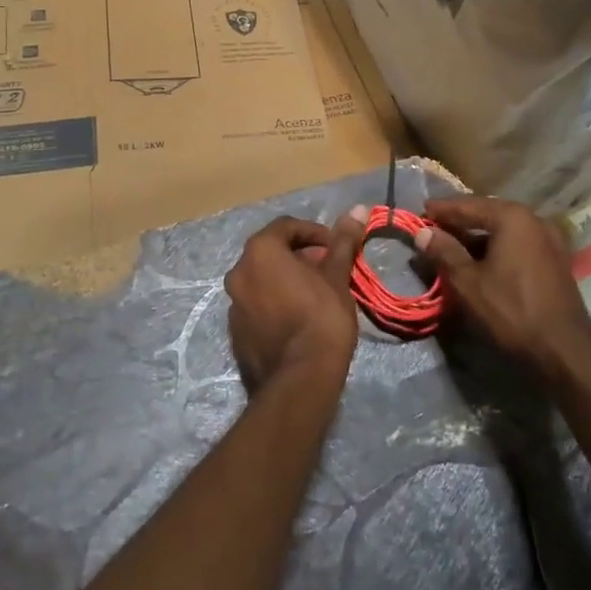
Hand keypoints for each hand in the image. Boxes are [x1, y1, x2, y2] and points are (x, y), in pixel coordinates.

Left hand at [224, 211, 364, 391]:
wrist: (299, 380)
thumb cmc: (321, 318)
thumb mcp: (337, 277)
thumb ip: (343, 242)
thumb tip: (357, 209)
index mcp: (260, 252)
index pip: (287, 226)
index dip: (315, 233)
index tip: (336, 247)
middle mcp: (238, 272)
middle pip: (272, 252)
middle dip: (301, 257)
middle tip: (329, 271)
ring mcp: (233, 304)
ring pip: (262, 280)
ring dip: (287, 280)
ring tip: (317, 295)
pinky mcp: (235, 332)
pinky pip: (257, 306)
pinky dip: (276, 303)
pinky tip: (299, 320)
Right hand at [413, 196, 590, 384]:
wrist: (565, 350)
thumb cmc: (511, 311)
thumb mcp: (468, 282)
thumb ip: (444, 252)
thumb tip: (423, 233)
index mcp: (512, 217)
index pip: (468, 205)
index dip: (441, 209)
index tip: (421, 210)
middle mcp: (534, 220)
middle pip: (488, 213)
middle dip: (460, 221)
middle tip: (433, 226)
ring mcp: (550, 240)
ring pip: (504, 230)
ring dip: (478, 236)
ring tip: (452, 245)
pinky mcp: (555, 260)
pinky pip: (518, 244)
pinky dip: (496, 247)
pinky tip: (481, 261)